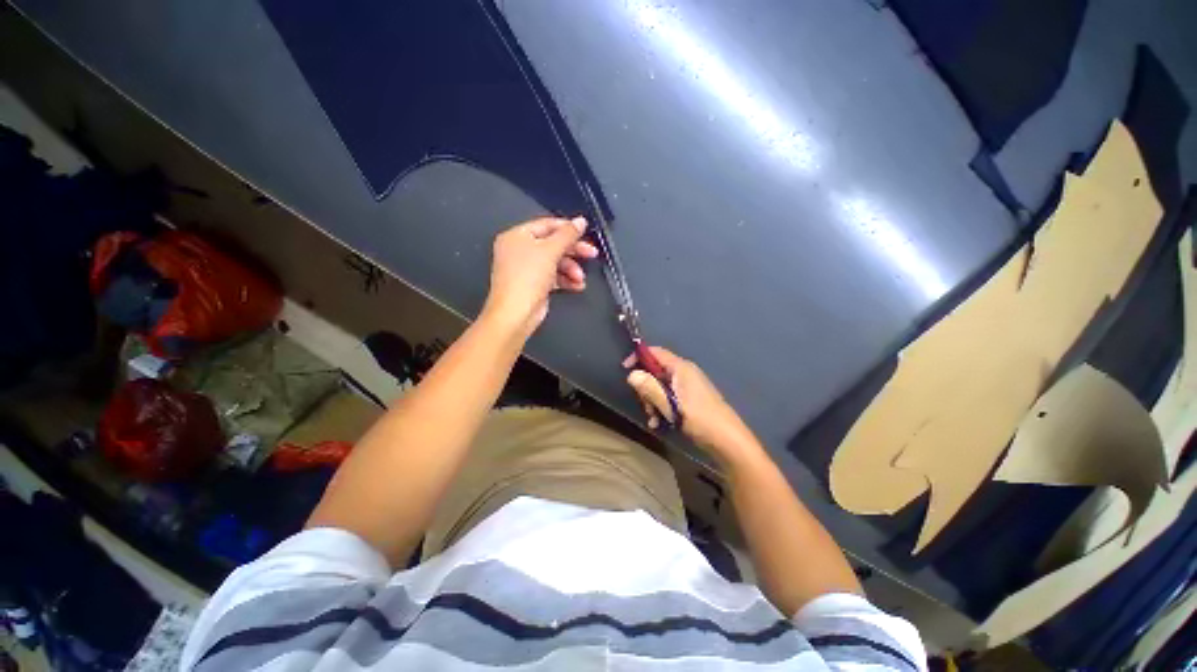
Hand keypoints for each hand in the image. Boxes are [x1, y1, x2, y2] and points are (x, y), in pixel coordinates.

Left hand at [483, 217, 597, 336]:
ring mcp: (527, 269)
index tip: (585, 232)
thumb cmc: (526, 278)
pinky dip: (566, 280)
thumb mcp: (550, 251)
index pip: (546, 225)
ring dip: (571, 269)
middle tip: (591, 253)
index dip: (567, 228)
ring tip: (580, 278)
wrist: (516, 313)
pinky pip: (553, 277)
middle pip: (553, 245)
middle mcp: (520, 250)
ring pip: (555, 262)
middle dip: (573, 252)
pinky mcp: (534, 284)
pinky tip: (577, 285)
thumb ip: (567, 235)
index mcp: (517, 236)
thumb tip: (580, 221)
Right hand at [624, 347, 758, 461]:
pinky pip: (669, 397)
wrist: (728, 440)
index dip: (639, 357)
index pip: (656, 352)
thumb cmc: (700, 419)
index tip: (625, 369)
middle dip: (646, 388)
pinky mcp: (690, 398)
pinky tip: (659, 423)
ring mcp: (688, 386)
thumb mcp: (671, 405)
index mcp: (681, 368)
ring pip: (660, 386)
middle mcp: (684, 372)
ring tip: (654, 418)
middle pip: (656, 371)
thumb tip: (631, 374)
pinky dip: (662, 407)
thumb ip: (650, 388)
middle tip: (645, 405)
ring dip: (652, 401)